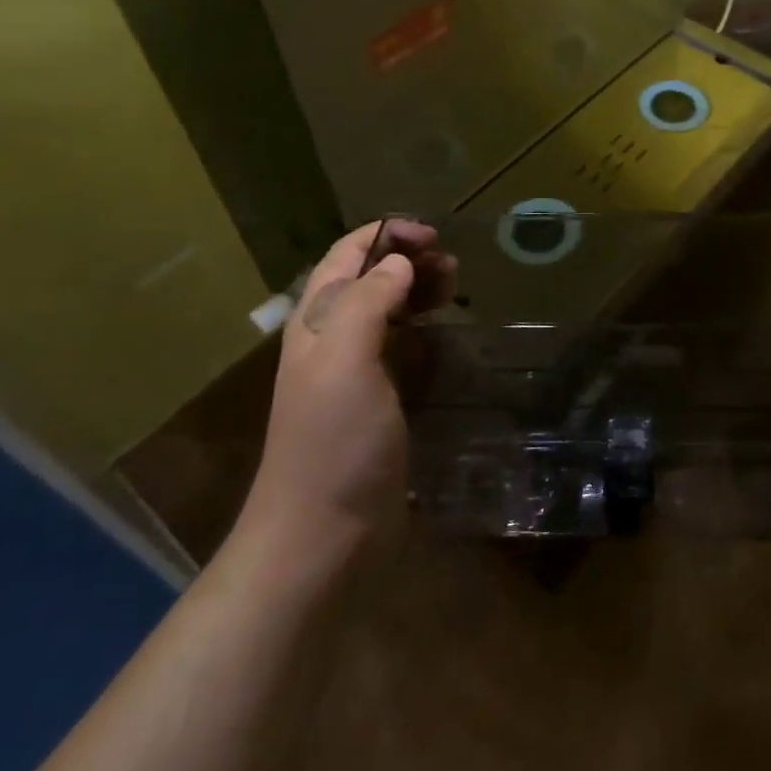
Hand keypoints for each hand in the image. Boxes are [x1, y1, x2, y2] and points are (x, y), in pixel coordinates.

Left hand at [238, 222, 452, 561]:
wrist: (321, 535)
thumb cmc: (333, 443)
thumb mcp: (345, 362)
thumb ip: (368, 303)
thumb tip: (399, 263)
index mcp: (316, 322)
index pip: (346, 255)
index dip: (386, 235)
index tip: (433, 236)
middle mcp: (330, 338)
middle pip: (368, 276)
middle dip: (408, 258)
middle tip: (451, 266)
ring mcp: (352, 370)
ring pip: (385, 307)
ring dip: (416, 288)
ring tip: (453, 288)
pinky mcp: (375, 399)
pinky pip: (398, 343)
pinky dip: (420, 324)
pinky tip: (440, 331)